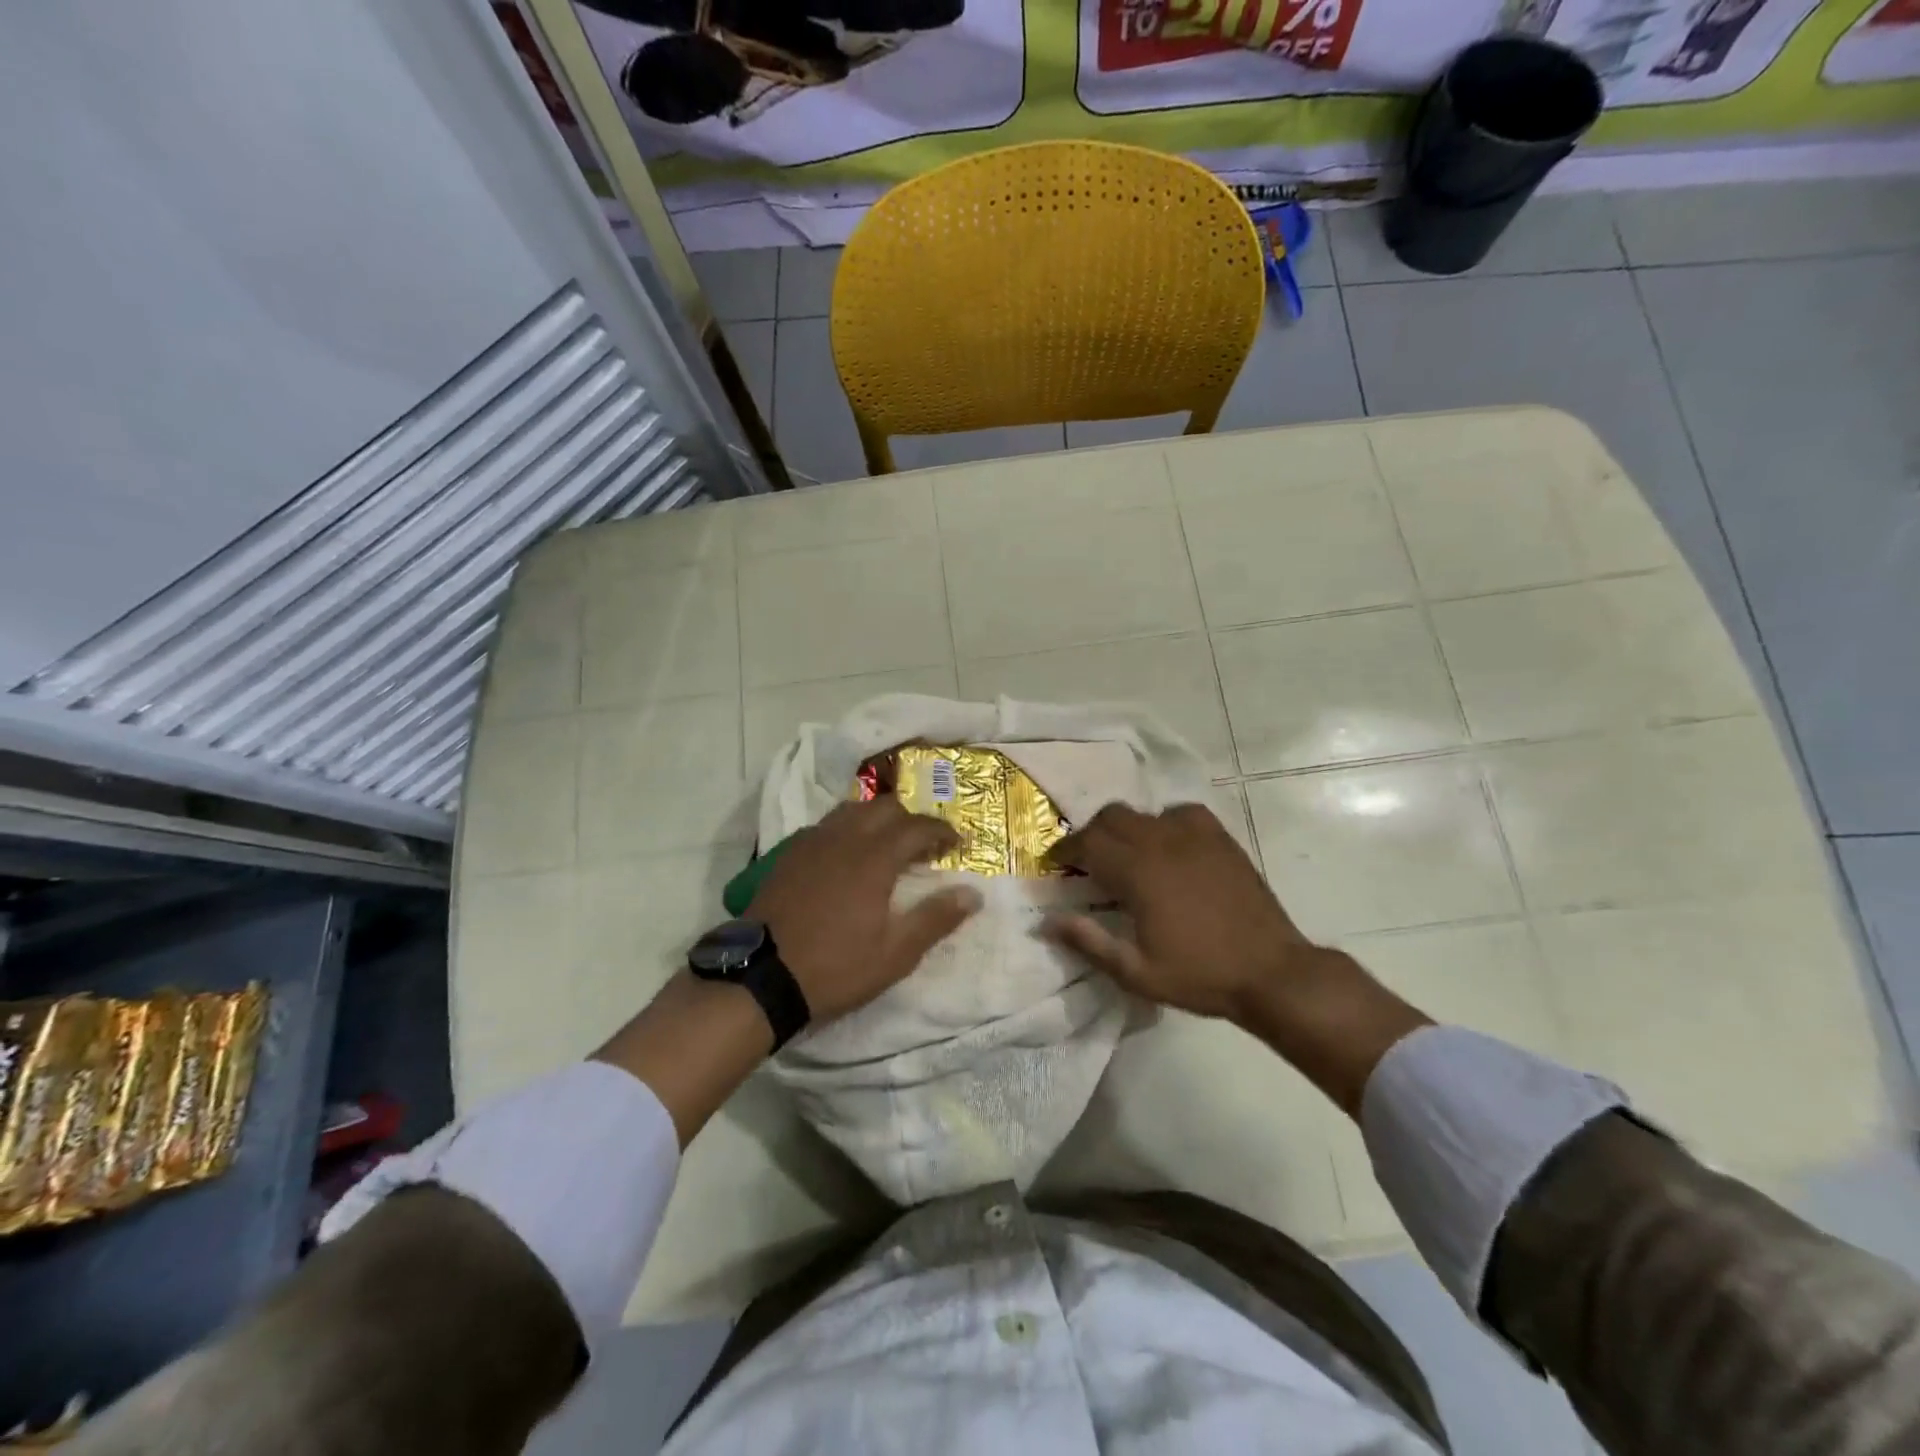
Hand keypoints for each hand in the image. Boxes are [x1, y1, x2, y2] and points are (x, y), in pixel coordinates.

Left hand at [748, 798, 982, 1023]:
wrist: (762, 975)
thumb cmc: (835, 967)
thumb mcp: (895, 953)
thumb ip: (936, 918)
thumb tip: (973, 894)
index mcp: (875, 857)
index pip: (918, 826)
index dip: (942, 830)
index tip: (957, 843)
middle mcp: (845, 837)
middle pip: (886, 807)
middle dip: (911, 819)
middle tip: (924, 845)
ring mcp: (812, 842)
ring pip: (853, 810)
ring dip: (878, 819)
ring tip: (887, 844)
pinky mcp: (789, 853)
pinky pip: (826, 825)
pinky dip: (848, 829)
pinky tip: (847, 855)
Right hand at [1044, 802, 1430, 1115]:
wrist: (1271, 972)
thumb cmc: (1199, 975)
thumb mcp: (1136, 972)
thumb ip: (1089, 941)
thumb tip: (1047, 922)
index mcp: (1138, 872)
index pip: (1088, 843)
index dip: (1066, 850)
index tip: (1058, 864)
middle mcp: (1161, 842)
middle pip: (1112, 817)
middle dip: (1092, 834)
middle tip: (1088, 861)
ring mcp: (1194, 836)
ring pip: (1144, 812)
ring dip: (1125, 827)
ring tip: (1127, 853)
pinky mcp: (1220, 838)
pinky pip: (1181, 812)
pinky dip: (1164, 822)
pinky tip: (1168, 845)